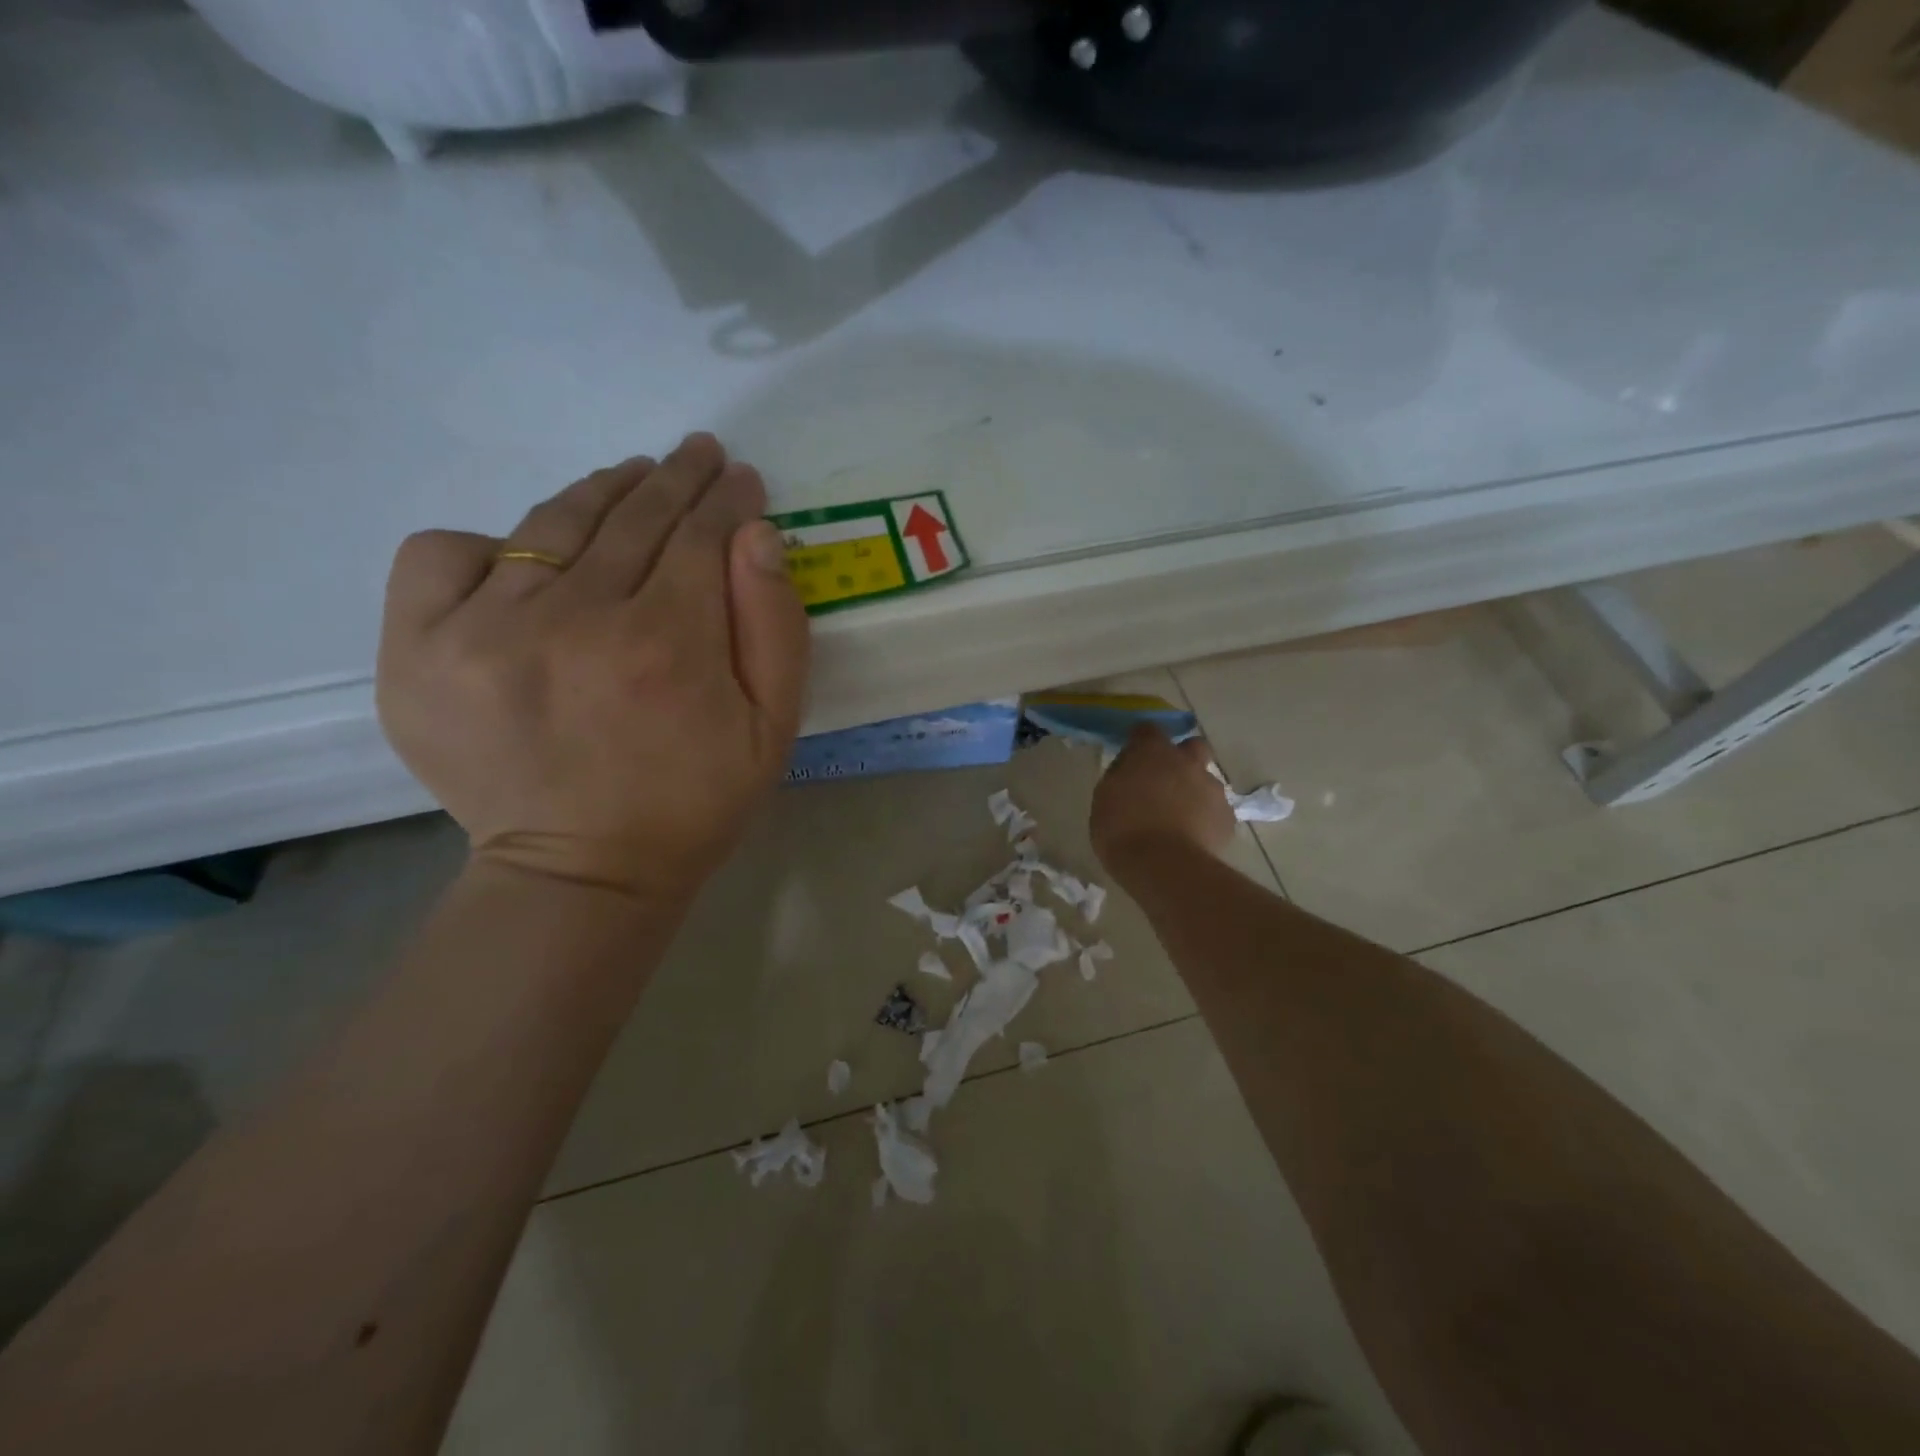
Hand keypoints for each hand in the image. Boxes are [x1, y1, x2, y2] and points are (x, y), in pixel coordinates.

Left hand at [376, 434, 809, 902]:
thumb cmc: (694, 801)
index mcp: (667, 646)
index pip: (699, 535)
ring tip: (633, 477)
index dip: (726, 499)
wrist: (581, 871)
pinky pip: (445, 553)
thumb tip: (755, 534)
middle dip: (676, 478)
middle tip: (699, 455)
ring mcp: (484, 630)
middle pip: (632, 518)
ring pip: (551, 522)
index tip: (740, 479)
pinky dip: (492, 542)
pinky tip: (528, 559)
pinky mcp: (419, 651)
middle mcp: (573, 621)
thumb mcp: (772, 728)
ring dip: (602, 490)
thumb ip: (775, 627)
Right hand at [1090, 725, 1235, 879]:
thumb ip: (1121, 776)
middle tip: (1165, 781)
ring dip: (1194, 792)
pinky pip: (1216, 811)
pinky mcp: (1227, 818)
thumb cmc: (1122, 829)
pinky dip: (1205, 819)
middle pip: (1193, 746)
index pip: (1148, 729)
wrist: (1164, 866)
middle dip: (1183, 758)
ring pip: (1206, 781)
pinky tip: (1192, 838)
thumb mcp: (1105, 797)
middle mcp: (1187, 762)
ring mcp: (1212, 789)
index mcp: (1152, 752)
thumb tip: (1131, 772)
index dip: (1141, 741)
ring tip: (1179, 819)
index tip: (1133, 756)